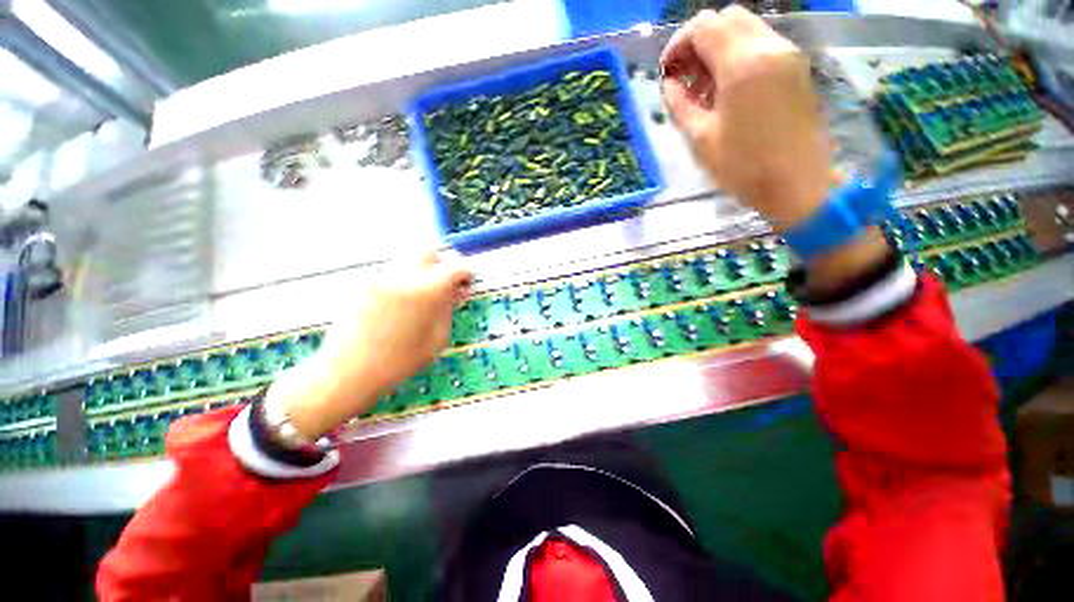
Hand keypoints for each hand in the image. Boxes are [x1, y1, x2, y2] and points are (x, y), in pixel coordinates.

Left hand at [266, 250, 471, 439]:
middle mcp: (403, 275)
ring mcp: (380, 277)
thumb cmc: (400, 362)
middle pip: (426, 246)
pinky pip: (390, 275)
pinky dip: (401, 284)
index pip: (455, 266)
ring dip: (419, 273)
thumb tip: (455, 291)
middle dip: (440, 261)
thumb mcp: (437, 339)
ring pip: (407, 260)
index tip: (465, 284)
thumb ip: (448, 309)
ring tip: (418, 300)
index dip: (465, 273)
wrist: (348, 372)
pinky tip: (396, 309)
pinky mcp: (363, 284)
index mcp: (427, 290)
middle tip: (442, 282)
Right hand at [661, 7, 891, 293]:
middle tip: (686, 75)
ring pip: (747, 28)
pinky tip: (728, 88)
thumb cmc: (743, 168)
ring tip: (705, 85)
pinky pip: (762, 45)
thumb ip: (680, 104)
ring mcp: (788, 55)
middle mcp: (769, 47)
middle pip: (728, 18)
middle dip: (699, 40)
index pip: (704, 26)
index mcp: (742, 65)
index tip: (668, 70)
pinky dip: (739, 55)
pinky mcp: (797, 68)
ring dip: (720, 47)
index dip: (678, 43)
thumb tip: (669, 83)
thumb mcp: (700, 139)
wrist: (798, 185)